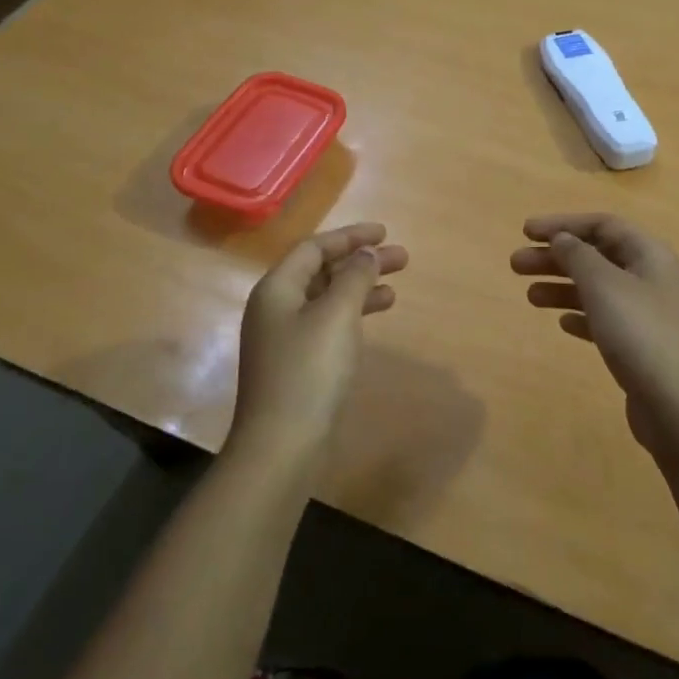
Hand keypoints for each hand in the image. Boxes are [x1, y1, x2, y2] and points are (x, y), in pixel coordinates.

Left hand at [232, 223, 407, 459]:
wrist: (282, 444)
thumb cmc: (309, 371)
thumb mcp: (336, 315)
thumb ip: (354, 277)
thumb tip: (366, 253)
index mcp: (276, 289)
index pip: (314, 248)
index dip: (350, 237)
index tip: (384, 233)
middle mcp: (276, 307)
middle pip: (321, 271)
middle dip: (360, 262)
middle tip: (402, 258)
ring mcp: (285, 337)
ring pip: (327, 298)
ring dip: (360, 288)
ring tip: (396, 287)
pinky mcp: (297, 363)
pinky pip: (328, 323)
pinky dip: (353, 314)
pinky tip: (376, 317)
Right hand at [512, 213, 678, 455]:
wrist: (677, 405)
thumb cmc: (639, 334)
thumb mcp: (603, 286)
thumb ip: (578, 256)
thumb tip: (561, 238)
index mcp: (649, 254)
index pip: (602, 224)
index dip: (562, 223)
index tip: (526, 232)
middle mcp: (650, 277)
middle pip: (596, 256)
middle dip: (555, 257)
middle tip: (515, 265)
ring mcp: (646, 313)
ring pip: (596, 288)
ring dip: (561, 287)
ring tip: (529, 297)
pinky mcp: (639, 345)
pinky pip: (603, 319)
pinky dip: (580, 316)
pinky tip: (562, 325)